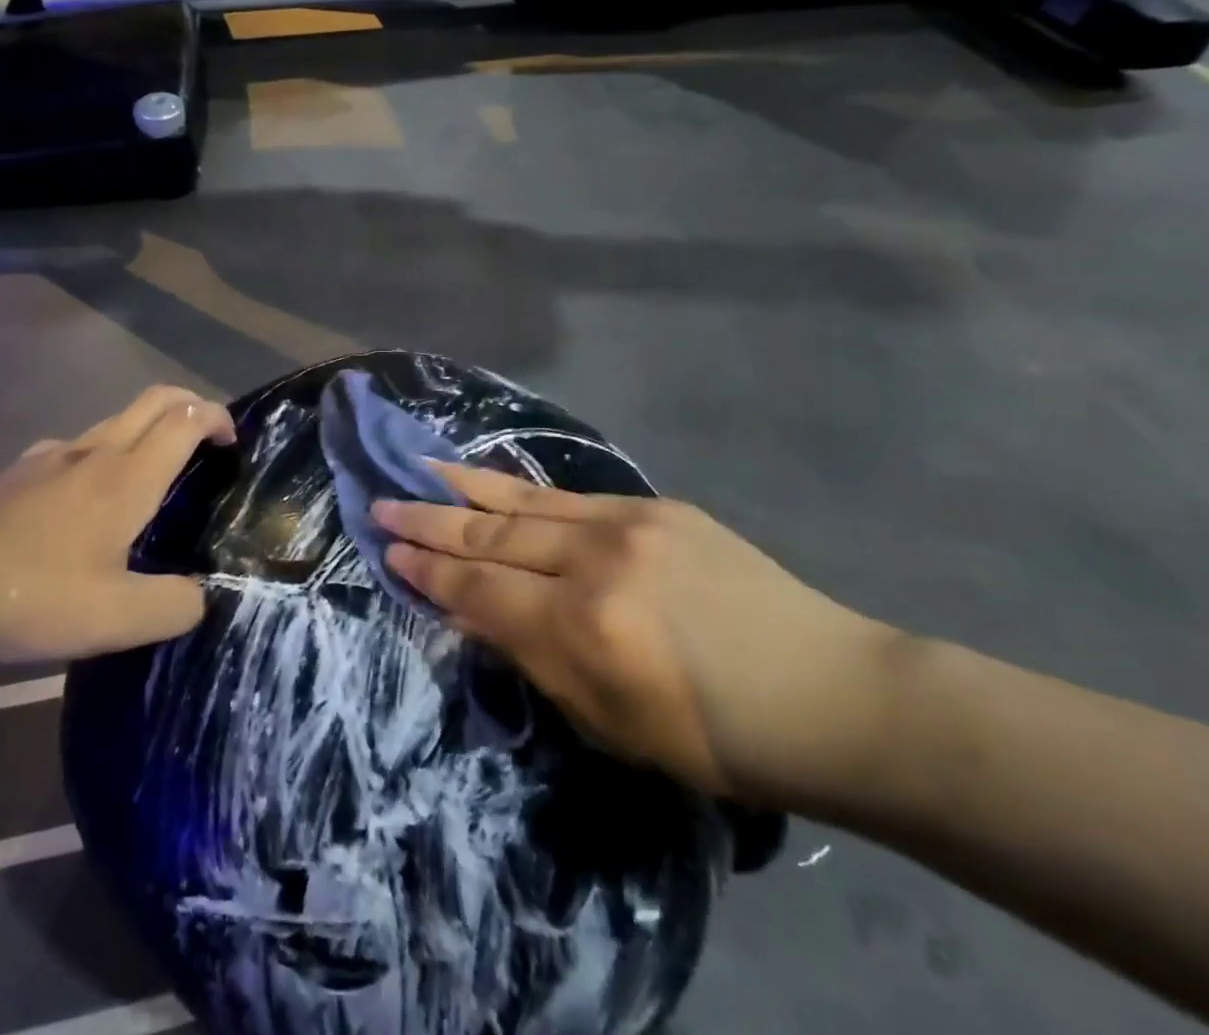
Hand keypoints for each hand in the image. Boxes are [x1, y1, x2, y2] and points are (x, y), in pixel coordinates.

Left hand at [0, 386, 234, 663]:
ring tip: (156, 473)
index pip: (184, 419)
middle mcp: (96, 452)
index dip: (216, 417)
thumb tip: (199, 597)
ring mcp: (54, 455)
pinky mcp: (22, 470)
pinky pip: (78, 445)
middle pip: (154, 400)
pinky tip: (89, 497)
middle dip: (190, 403)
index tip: (231, 441)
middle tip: (208, 437)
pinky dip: (105, 451)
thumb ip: (171, 607)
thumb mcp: (114, 619)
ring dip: (148, 428)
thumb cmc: (32, 591)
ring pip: (116, 420)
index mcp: (127, 478)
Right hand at [375, 464, 896, 805]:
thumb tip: (476, 613)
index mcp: (582, 629)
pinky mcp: (654, 506)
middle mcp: (594, 562)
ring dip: (464, 488)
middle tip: (381, 505)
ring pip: (523, 501)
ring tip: (419, 470)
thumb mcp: (609, 724)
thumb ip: (535, 659)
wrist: (827, 692)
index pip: (481, 591)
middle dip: (430, 523)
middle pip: (491, 536)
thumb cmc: (715, 738)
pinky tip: (492, 477)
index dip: (429, 573)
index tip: (388, 551)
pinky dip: (520, 487)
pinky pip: (568, 495)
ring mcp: (626, 524)